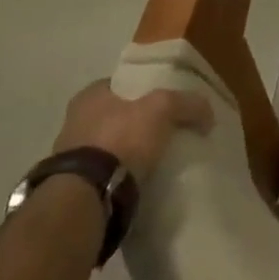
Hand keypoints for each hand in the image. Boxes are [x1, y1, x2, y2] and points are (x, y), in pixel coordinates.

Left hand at [52, 79, 212, 185]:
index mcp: (89, 96)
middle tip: (166, 129)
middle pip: (116, 114)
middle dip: (138, 121)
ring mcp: (71, 156)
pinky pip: (106, 172)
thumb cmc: (121, 138)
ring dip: (129, 150)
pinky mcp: (75, 185)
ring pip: (110, 145)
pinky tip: (141, 178)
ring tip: (157, 157)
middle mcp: (74, 121)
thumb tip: (207, 112)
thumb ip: (186, 103)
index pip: (122, 84)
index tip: (167, 100)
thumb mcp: (163, 108)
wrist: (89, 195)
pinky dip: (122, 173)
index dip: (145, 89)